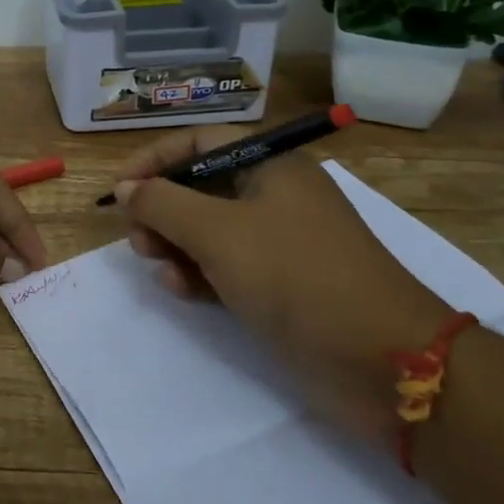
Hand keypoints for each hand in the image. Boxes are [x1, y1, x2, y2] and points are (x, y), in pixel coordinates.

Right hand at [112, 128, 450, 440]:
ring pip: (209, 229)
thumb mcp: (219, 232)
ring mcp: (279, 242)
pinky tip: (178, 288)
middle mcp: (274, 195)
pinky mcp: (280, 285)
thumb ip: (163, 204)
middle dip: (161, 207)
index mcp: (270, 165)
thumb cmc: (296, 275)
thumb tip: (126, 188)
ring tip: (152, 262)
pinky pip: (226, 266)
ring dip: (174, 242)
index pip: (199, 142)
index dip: (154, 159)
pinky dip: (198, 272)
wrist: (384, 361)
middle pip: (201, 186)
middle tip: (135, 236)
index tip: (119, 188)